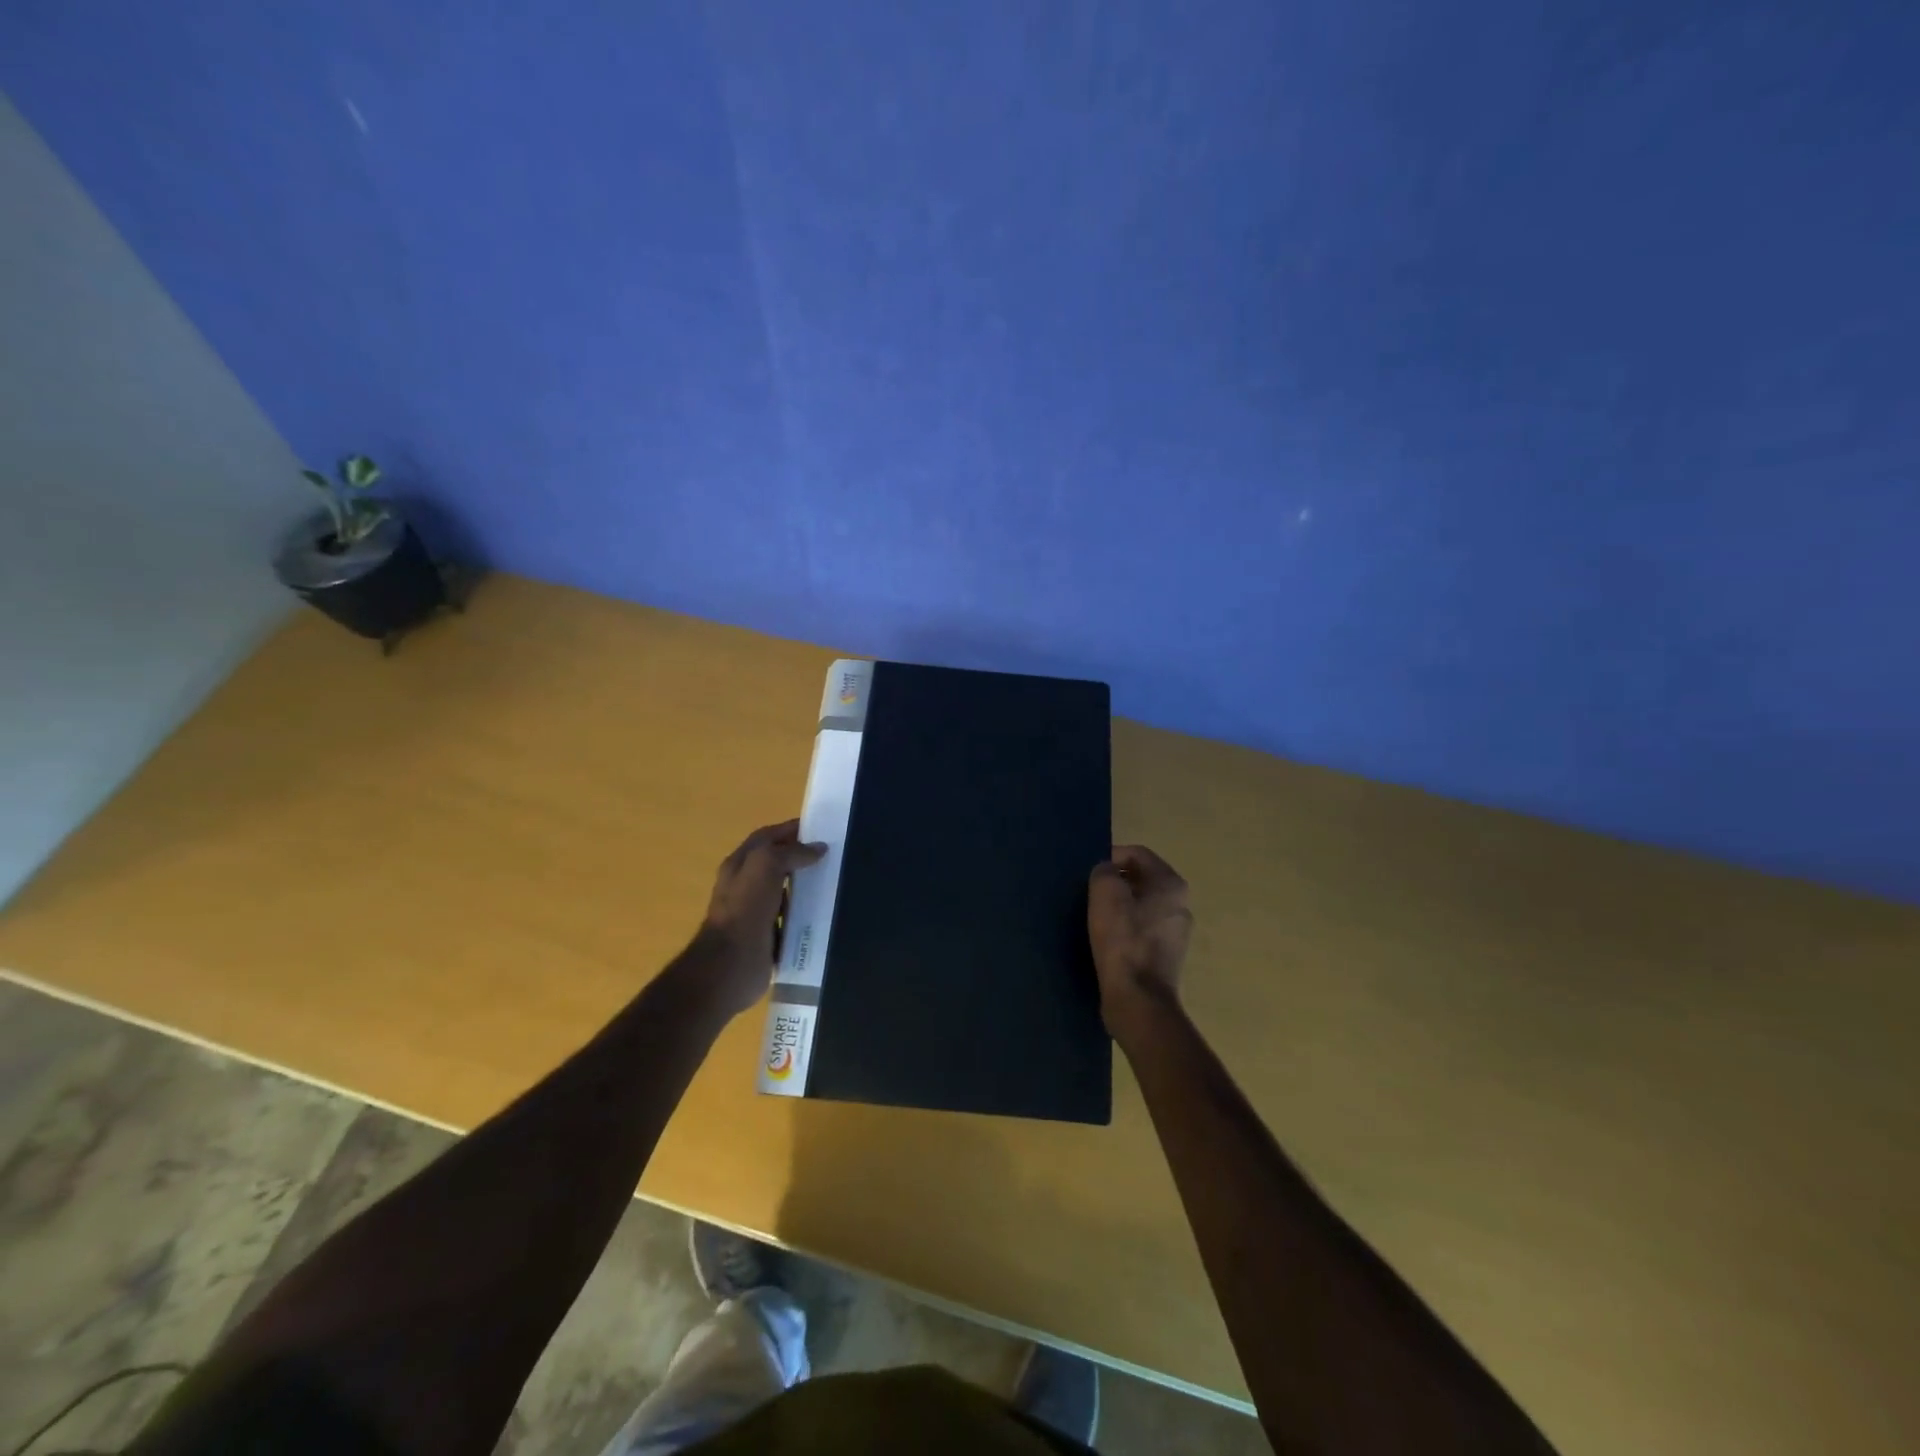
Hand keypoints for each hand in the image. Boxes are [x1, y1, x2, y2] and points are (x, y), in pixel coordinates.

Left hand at [688, 819, 824, 1018]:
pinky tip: (826, 912)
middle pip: (777, 863)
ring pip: (786, 890)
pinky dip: (807, 913)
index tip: (821, 828)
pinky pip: (791, 918)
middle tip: (834, 856)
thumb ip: (791, 852)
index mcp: (739, 864)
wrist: (731, 964)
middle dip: (801, 857)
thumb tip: (818, 848)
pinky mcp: (768, 936)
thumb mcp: (766, 866)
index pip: (767, 837)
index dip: (790, 829)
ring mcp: (756, 912)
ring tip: (835, 881)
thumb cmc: (745, 908)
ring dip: (806, 885)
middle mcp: (745, 885)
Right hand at [1088, 845, 1192, 1035]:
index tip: (1089, 872)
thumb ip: (1104, 871)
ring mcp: (1176, 932)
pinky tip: (1106, 939)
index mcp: (1171, 884)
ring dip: (1119, 906)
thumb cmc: (1123, 940)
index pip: (1138, 854)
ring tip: (1094, 915)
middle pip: (1141, 879)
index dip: (1111, 856)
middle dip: (1115, 881)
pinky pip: (1142, 930)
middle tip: (1089, 892)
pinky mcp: (1166, 956)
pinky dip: (1124, 928)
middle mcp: (1180, 904)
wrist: (1138, 1000)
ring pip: (1141, 905)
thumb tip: (1107, 872)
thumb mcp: (1105, 894)